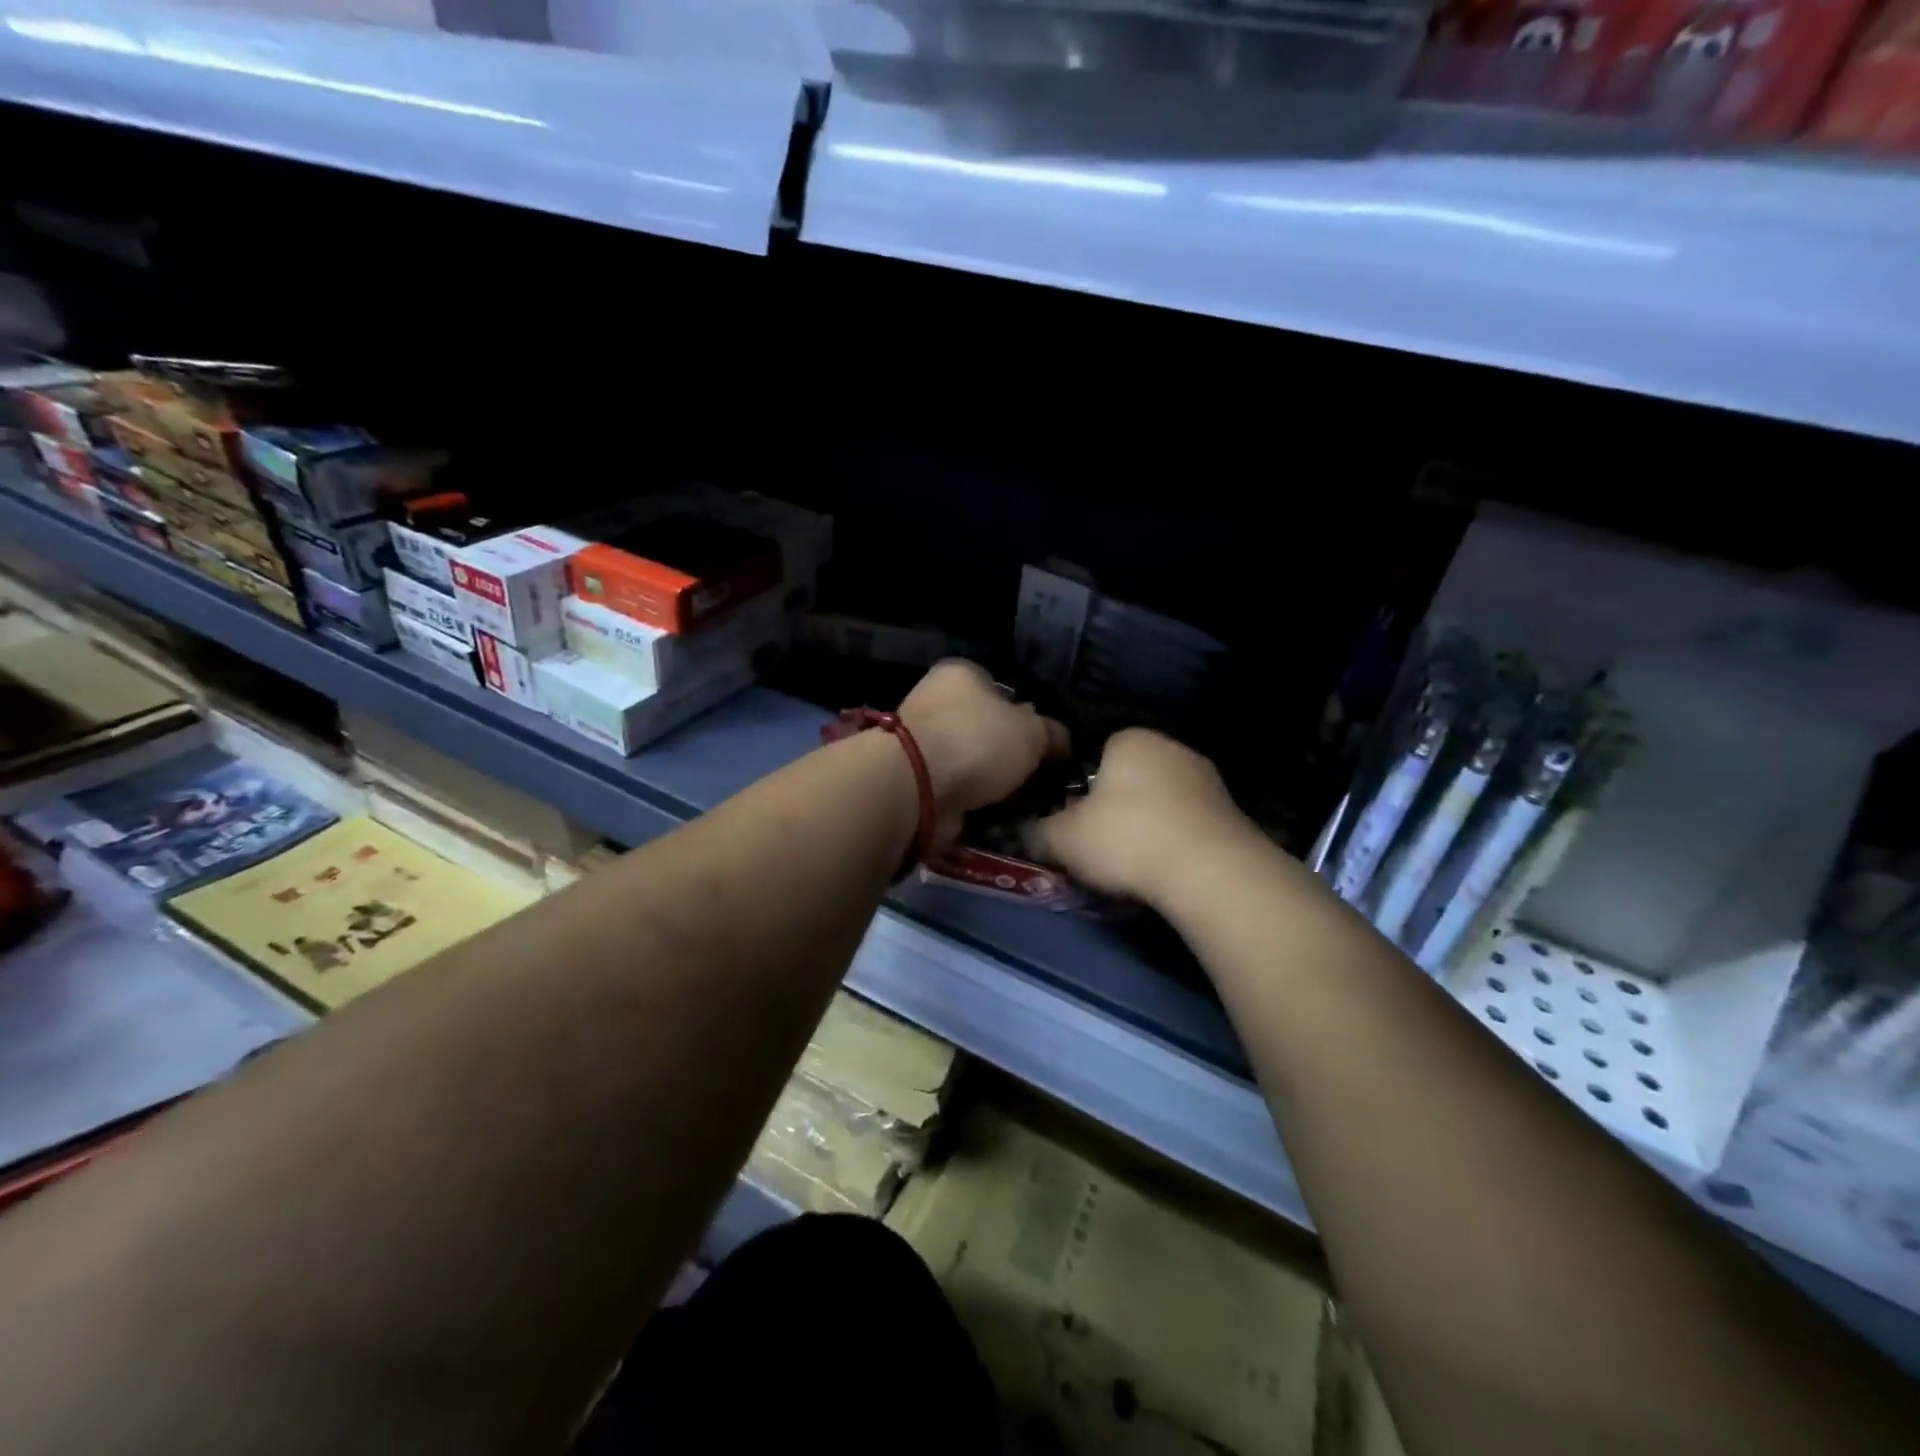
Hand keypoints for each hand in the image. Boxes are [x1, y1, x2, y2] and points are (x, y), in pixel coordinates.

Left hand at [897, 660, 1068, 845]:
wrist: (917, 787)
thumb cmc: (977, 741)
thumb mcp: (1032, 732)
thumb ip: (1051, 732)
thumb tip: (1061, 739)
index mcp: (961, 673)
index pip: (1001, 687)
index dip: (1026, 713)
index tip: (1044, 742)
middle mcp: (936, 700)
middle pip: (984, 725)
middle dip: (1007, 751)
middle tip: (1037, 775)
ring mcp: (921, 741)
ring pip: (970, 759)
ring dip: (989, 779)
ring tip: (1021, 800)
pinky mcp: (914, 777)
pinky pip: (955, 786)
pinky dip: (971, 799)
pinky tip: (995, 813)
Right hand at [1027, 728, 1259, 907]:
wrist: (1209, 872)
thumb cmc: (1126, 838)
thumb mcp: (1062, 839)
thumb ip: (1036, 832)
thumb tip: (1023, 834)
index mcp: (1130, 738)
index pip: (1094, 752)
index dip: (1079, 787)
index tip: (1073, 819)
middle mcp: (1172, 746)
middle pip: (1129, 777)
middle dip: (1114, 806)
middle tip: (1098, 843)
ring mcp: (1207, 778)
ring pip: (1161, 800)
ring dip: (1147, 824)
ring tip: (1132, 863)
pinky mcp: (1233, 811)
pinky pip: (1188, 823)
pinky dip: (1175, 841)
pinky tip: (1165, 869)